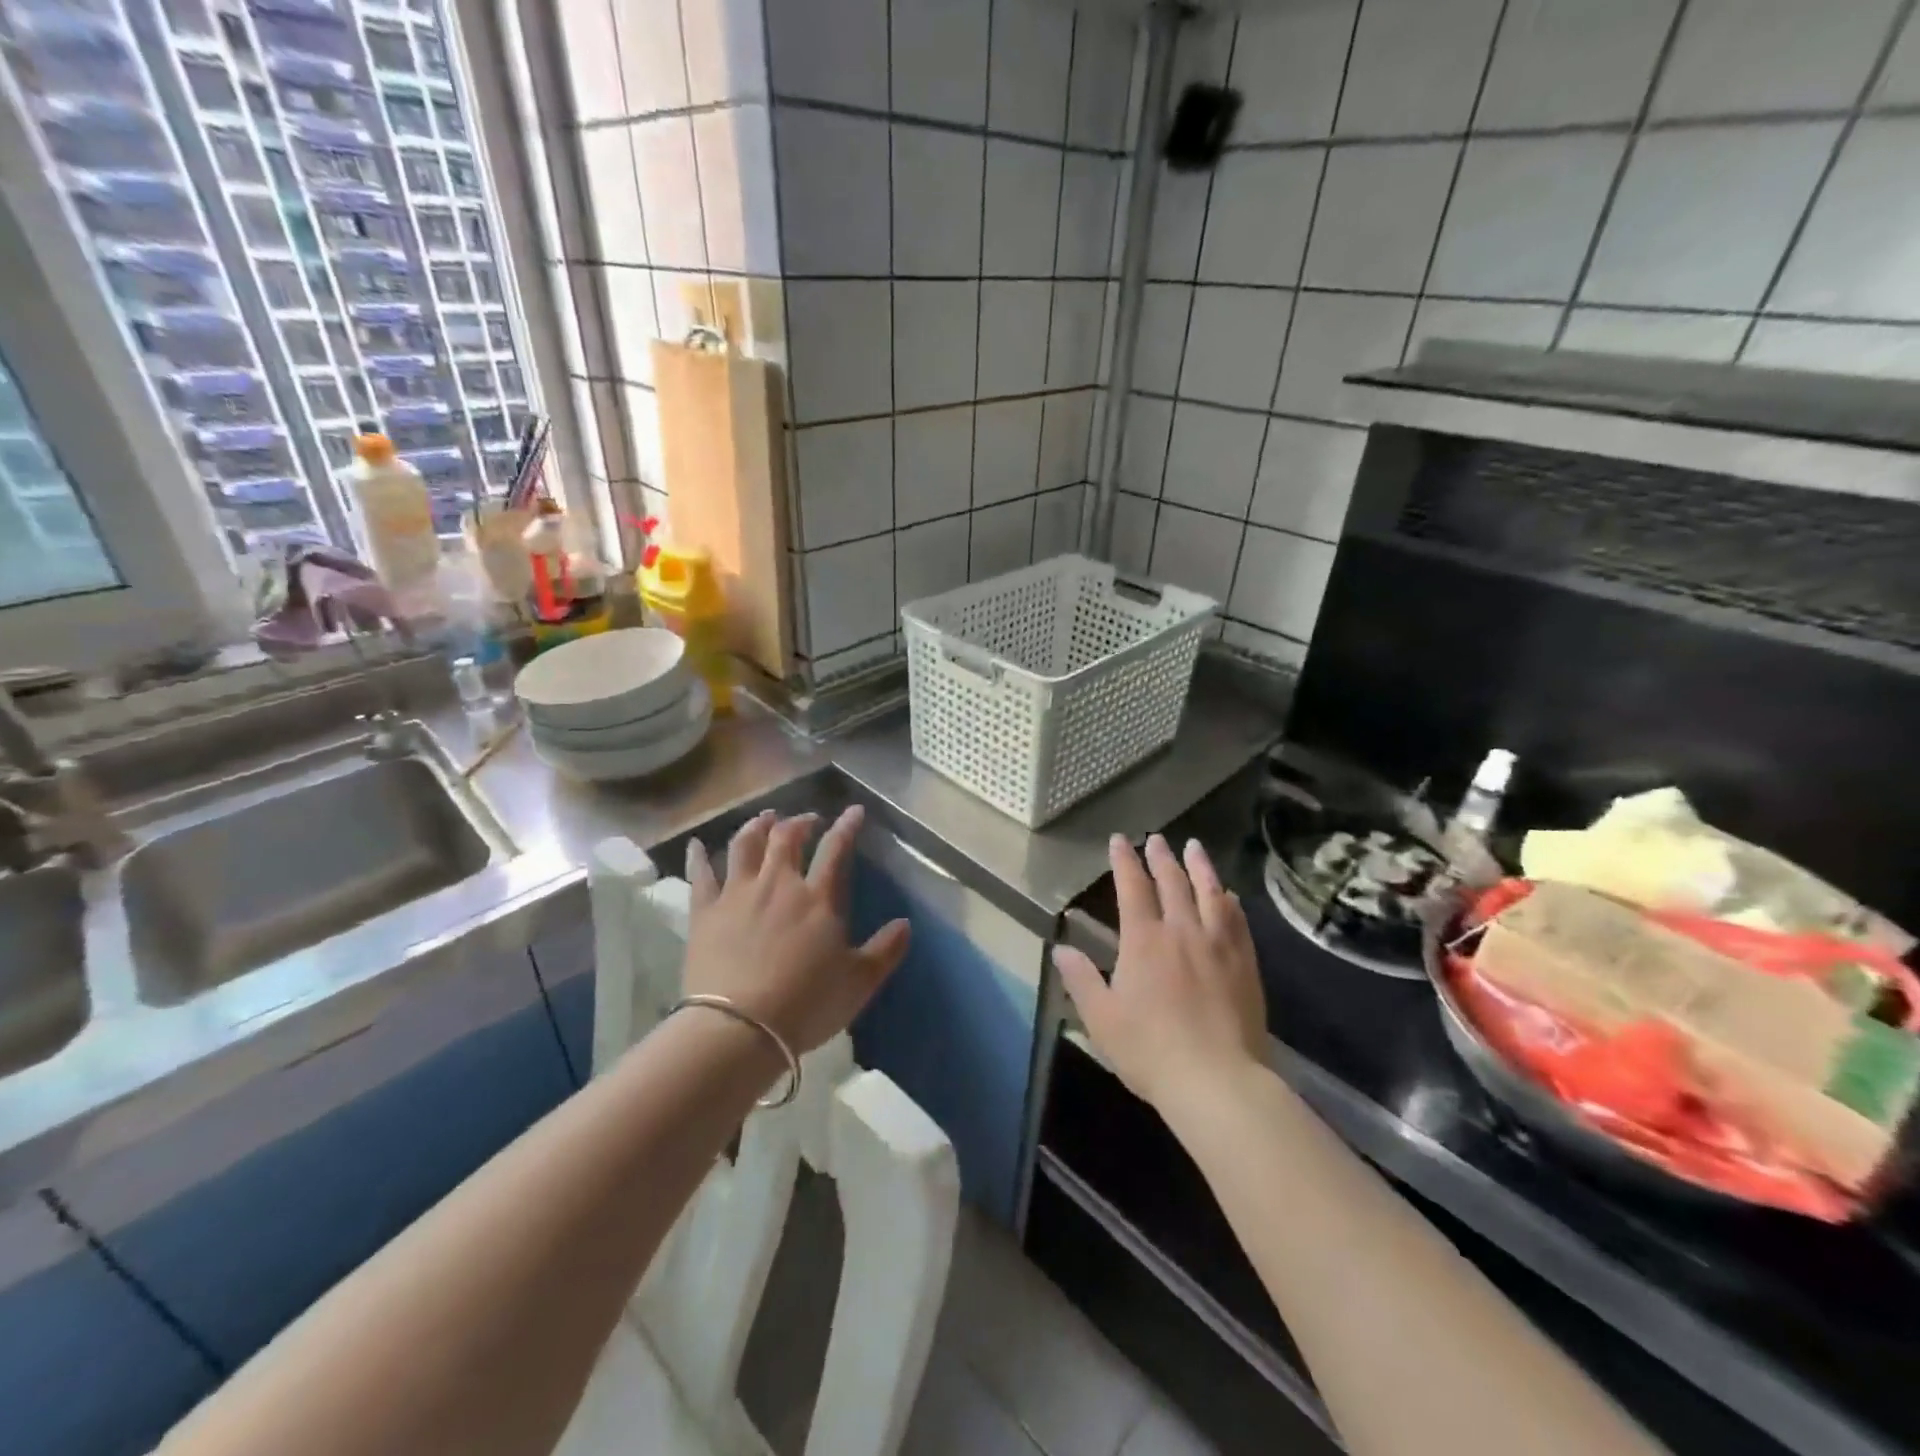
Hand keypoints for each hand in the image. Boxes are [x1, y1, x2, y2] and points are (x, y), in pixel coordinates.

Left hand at [684, 806, 909, 1054]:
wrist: (738, 1029)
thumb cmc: (806, 1004)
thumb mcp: (859, 982)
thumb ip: (885, 950)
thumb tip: (906, 924)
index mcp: (818, 898)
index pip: (836, 849)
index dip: (846, 826)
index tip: (853, 811)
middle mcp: (777, 884)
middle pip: (787, 838)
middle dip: (800, 822)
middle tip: (808, 819)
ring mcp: (737, 894)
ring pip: (745, 845)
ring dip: (757, 826)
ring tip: (764, 818)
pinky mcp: (704, 913)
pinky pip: (700, 875)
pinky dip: (698, 857)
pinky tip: (695, 845)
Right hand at [1055, 834, 1266, 1113]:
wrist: (1217, 1081)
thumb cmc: (1150, 1050)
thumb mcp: (1101, 1018)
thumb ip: (1081, 979)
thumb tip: (1060, 949)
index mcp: (1144, 940)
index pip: (1132, 888)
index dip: (1124, 861)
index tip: (1119, 840)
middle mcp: (1182, 931)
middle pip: (1172, 883)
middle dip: (1161, 857)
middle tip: (1156, 839)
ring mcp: (1218, 945)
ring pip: (1210, 893)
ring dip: (1200, 866)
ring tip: (1195, 847)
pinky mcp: (1245, 964)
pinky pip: (1237, 921)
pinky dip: (1229, 901)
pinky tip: (1229, 896)